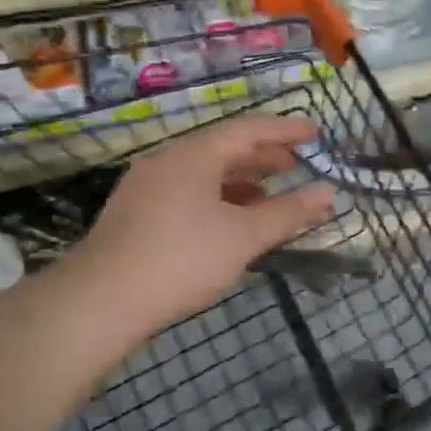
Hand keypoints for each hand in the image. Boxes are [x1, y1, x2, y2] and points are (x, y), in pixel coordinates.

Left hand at [77, 114, 336, 336]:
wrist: (101, 301)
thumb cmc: (182, 259)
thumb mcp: (244, 236)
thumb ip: (289, 213)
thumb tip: (329, 193)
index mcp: (194, 155)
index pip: (249, 129)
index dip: (286, 130)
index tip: (316, 134)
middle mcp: (168, 161)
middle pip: (224, 148)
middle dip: (264, 156)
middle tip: (298, 164)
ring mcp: (147, 187)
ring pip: (204, 174)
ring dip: (241, 181)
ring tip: (271, 195)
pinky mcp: (136, 214)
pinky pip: (187, 193)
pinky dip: (218, 199)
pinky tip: (230, 222)